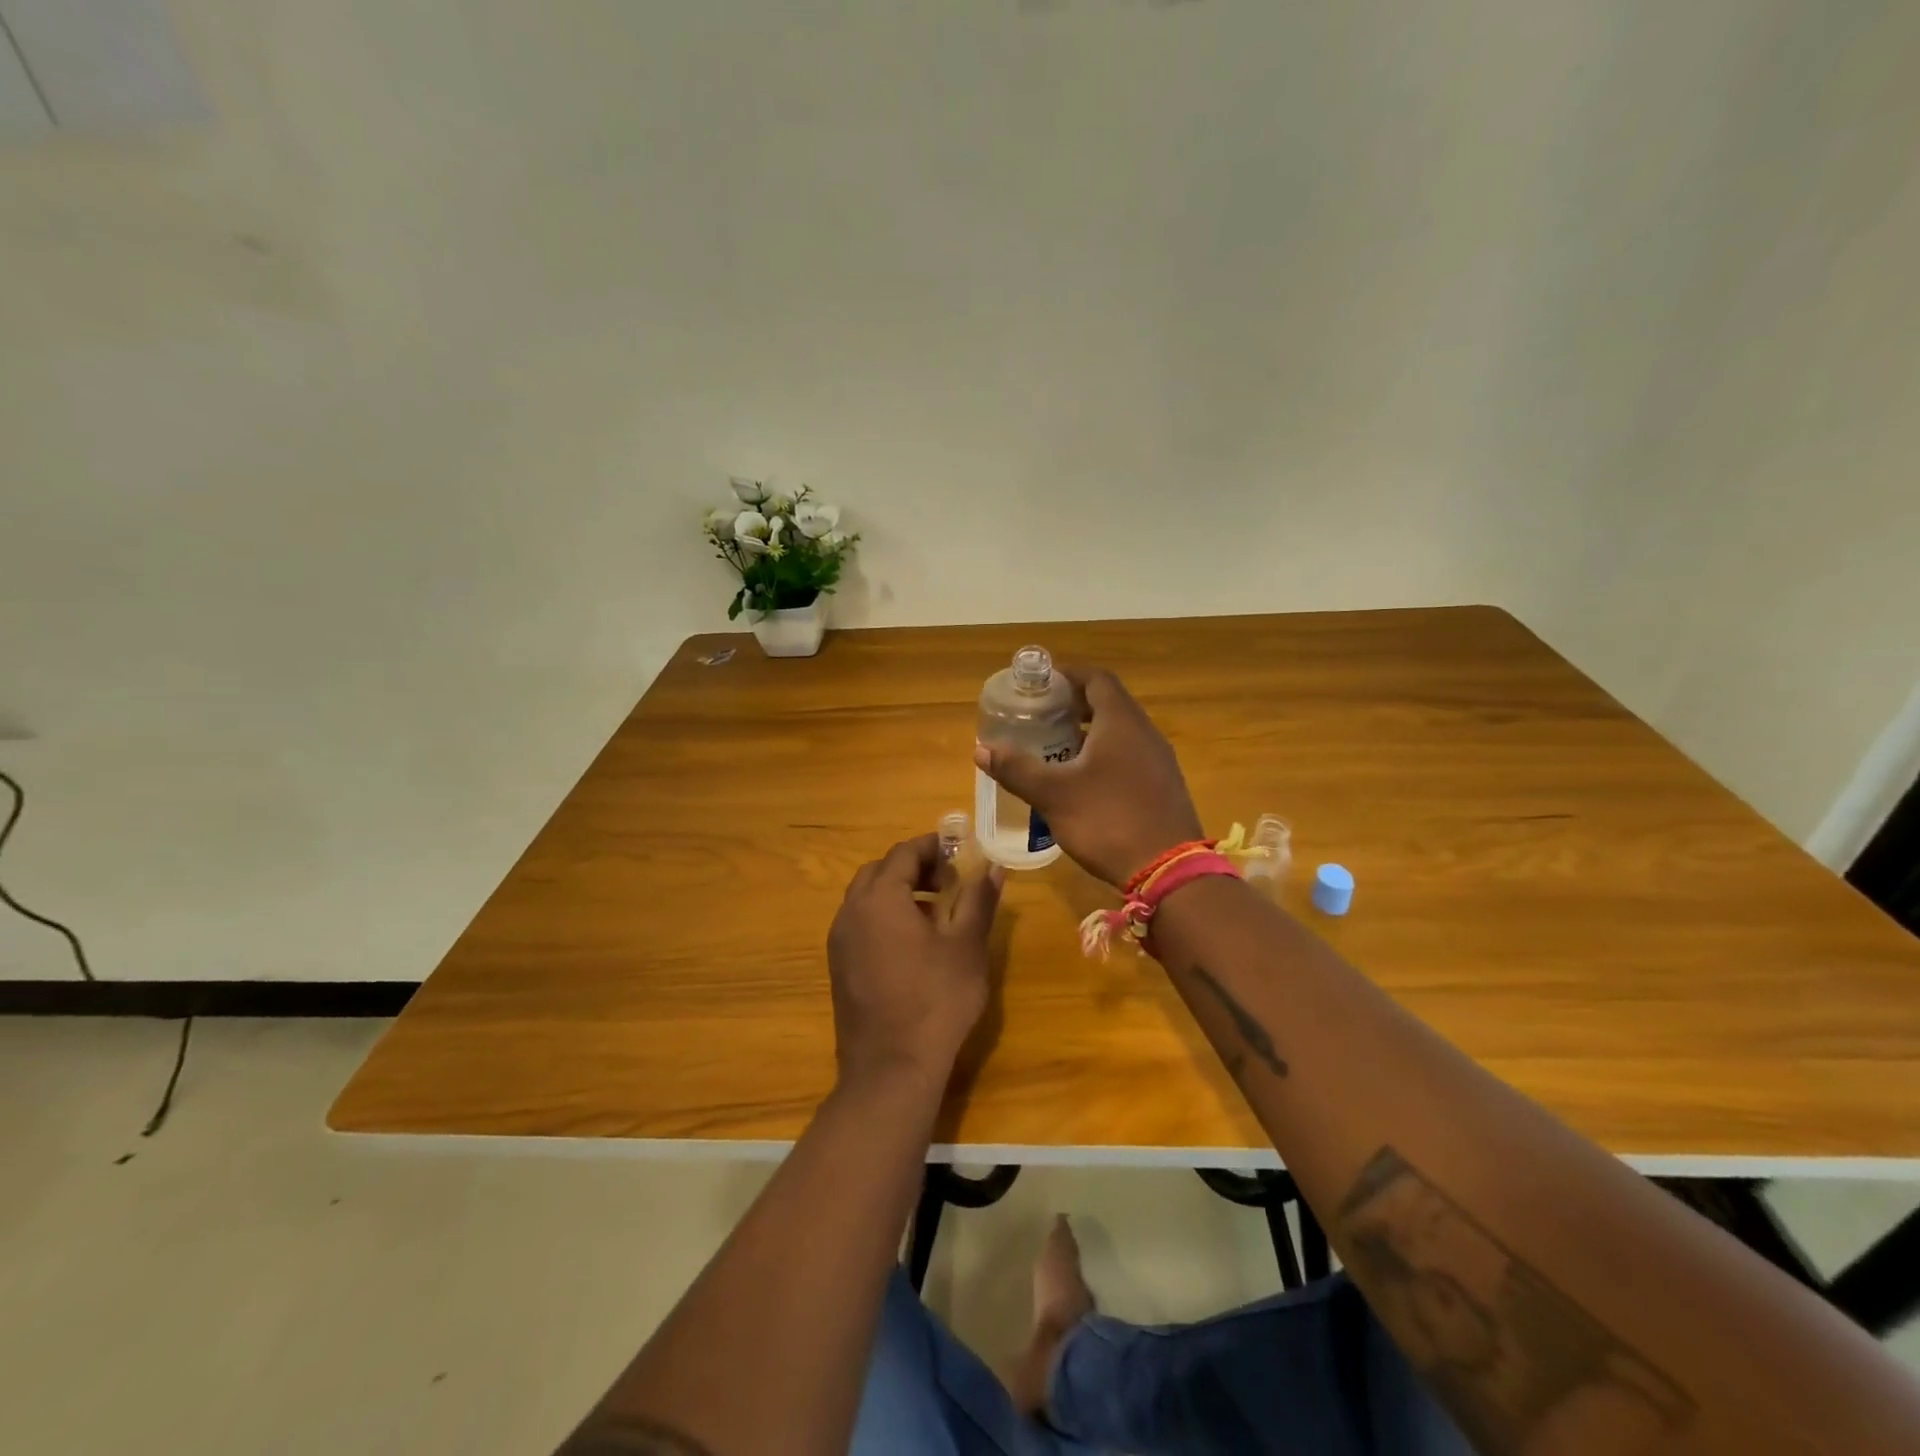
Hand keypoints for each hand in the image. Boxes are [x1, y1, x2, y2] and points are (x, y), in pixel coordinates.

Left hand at [827, 834, 1005, 1090]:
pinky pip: (860, 924)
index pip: (903, 853)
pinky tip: (914, 944)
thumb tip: (992, 868)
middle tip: (948, 879)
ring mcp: (839, 942)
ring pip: (866, 898)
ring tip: (936, 911)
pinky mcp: (839, 968)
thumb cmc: (936, 1000)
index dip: (933, 846)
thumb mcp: (967, 946)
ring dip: (898, 892)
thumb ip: (978, 900)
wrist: (892, 1069)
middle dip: (914, 867)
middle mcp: (851, 912)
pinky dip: (885, 917)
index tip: (960, 852)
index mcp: (880, 898)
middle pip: (880, 871)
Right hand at [974, 667, 1202, 887]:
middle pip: (1110, 703)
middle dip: (1075, 704)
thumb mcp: (1053, 795)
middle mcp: (1145, 732)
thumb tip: (981, 749)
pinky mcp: (1164, 785)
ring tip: (1058, 746)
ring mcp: (1160, 760)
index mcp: (1121, 722)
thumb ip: (1017, 769)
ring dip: (1091, 731)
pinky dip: (1107, 754)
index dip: (1068, 675)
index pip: (1096, 679)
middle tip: (1043, 716)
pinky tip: (1086, 780)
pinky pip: (1132, 755)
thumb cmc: (1107, 821)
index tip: (1041, 683)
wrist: (1168, 871)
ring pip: (1122, 731)